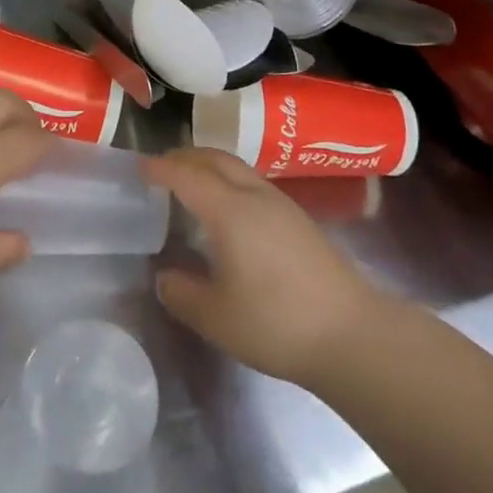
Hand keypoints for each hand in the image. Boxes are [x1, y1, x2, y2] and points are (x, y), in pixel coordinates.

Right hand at [144, 147, 382, 388]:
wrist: (353, 335)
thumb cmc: (276, 323)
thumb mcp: (216, 317)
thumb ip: (183, 293)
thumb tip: (166, 277)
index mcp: (229, 210)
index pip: (187, 175)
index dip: (160, 168)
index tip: (139, 167)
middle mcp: (255, 196)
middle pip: (215, 159)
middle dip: (185, 157)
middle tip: (161, 168)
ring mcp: (282, 205)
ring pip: (238, 169)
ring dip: (209, 167)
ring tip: (191, 185)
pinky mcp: (299, 221)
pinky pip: (253, 184)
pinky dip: (229, 182)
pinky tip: (227, 212)